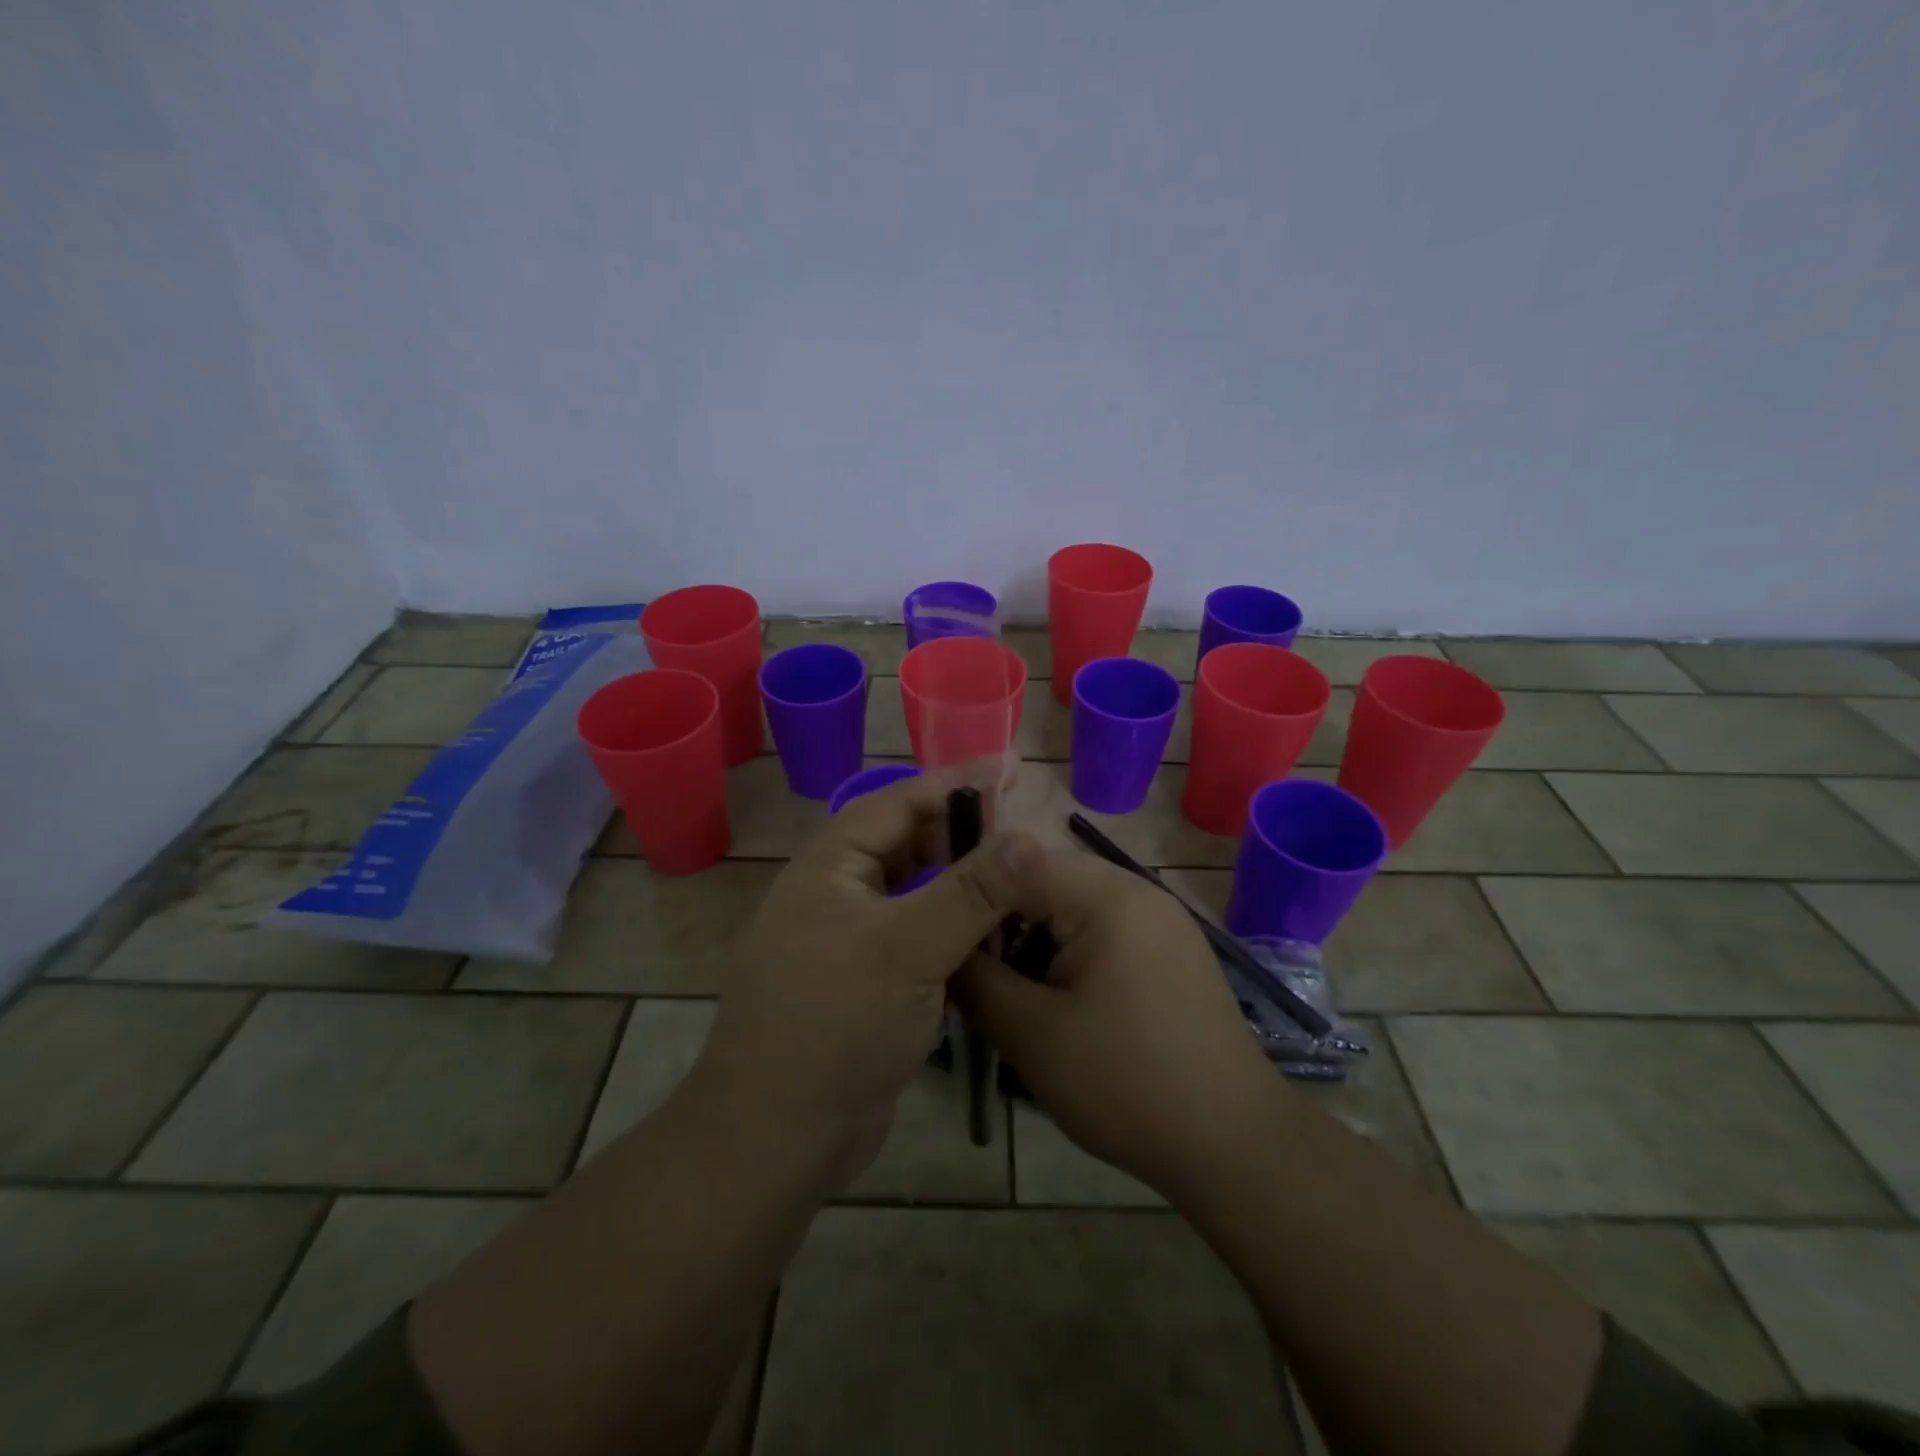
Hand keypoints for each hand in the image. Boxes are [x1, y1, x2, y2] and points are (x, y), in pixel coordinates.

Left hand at [693, 774, 1042, 1188]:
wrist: (777, 1137)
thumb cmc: (836, 1023)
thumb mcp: (908, 947)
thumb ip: (971, 890)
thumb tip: (1031, 835)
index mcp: (830, 865)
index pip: (899, 801)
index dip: (956, 783)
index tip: (1010, 769)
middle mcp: (836, 891)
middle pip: (908, 843)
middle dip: (963, 835)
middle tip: (1024, 834)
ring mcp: (849, 938)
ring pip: (915, 892)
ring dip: (961, 885)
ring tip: (1018, 880)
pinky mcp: (866, 980)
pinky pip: (916, 935)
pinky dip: (952, 929)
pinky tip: (992, 937)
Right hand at [957, 846, 1277, 1198]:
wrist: (1233, 1145)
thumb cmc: (1126, 1084)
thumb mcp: (1031, 1034)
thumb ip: (975, 979)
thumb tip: (940, 948)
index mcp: (1107, 895)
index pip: (1015, 862)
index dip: (971, 895)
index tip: (941, 936)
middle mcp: (1138, 890)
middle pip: (1045, 879)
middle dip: (1003, 919)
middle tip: (974, 968)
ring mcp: (1160, 918)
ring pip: (1073, 905)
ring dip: (1035, 937)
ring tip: (1011, 988)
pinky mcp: (1170, 949)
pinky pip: (1103, 928)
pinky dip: (1069, 951)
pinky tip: (1058, 999)